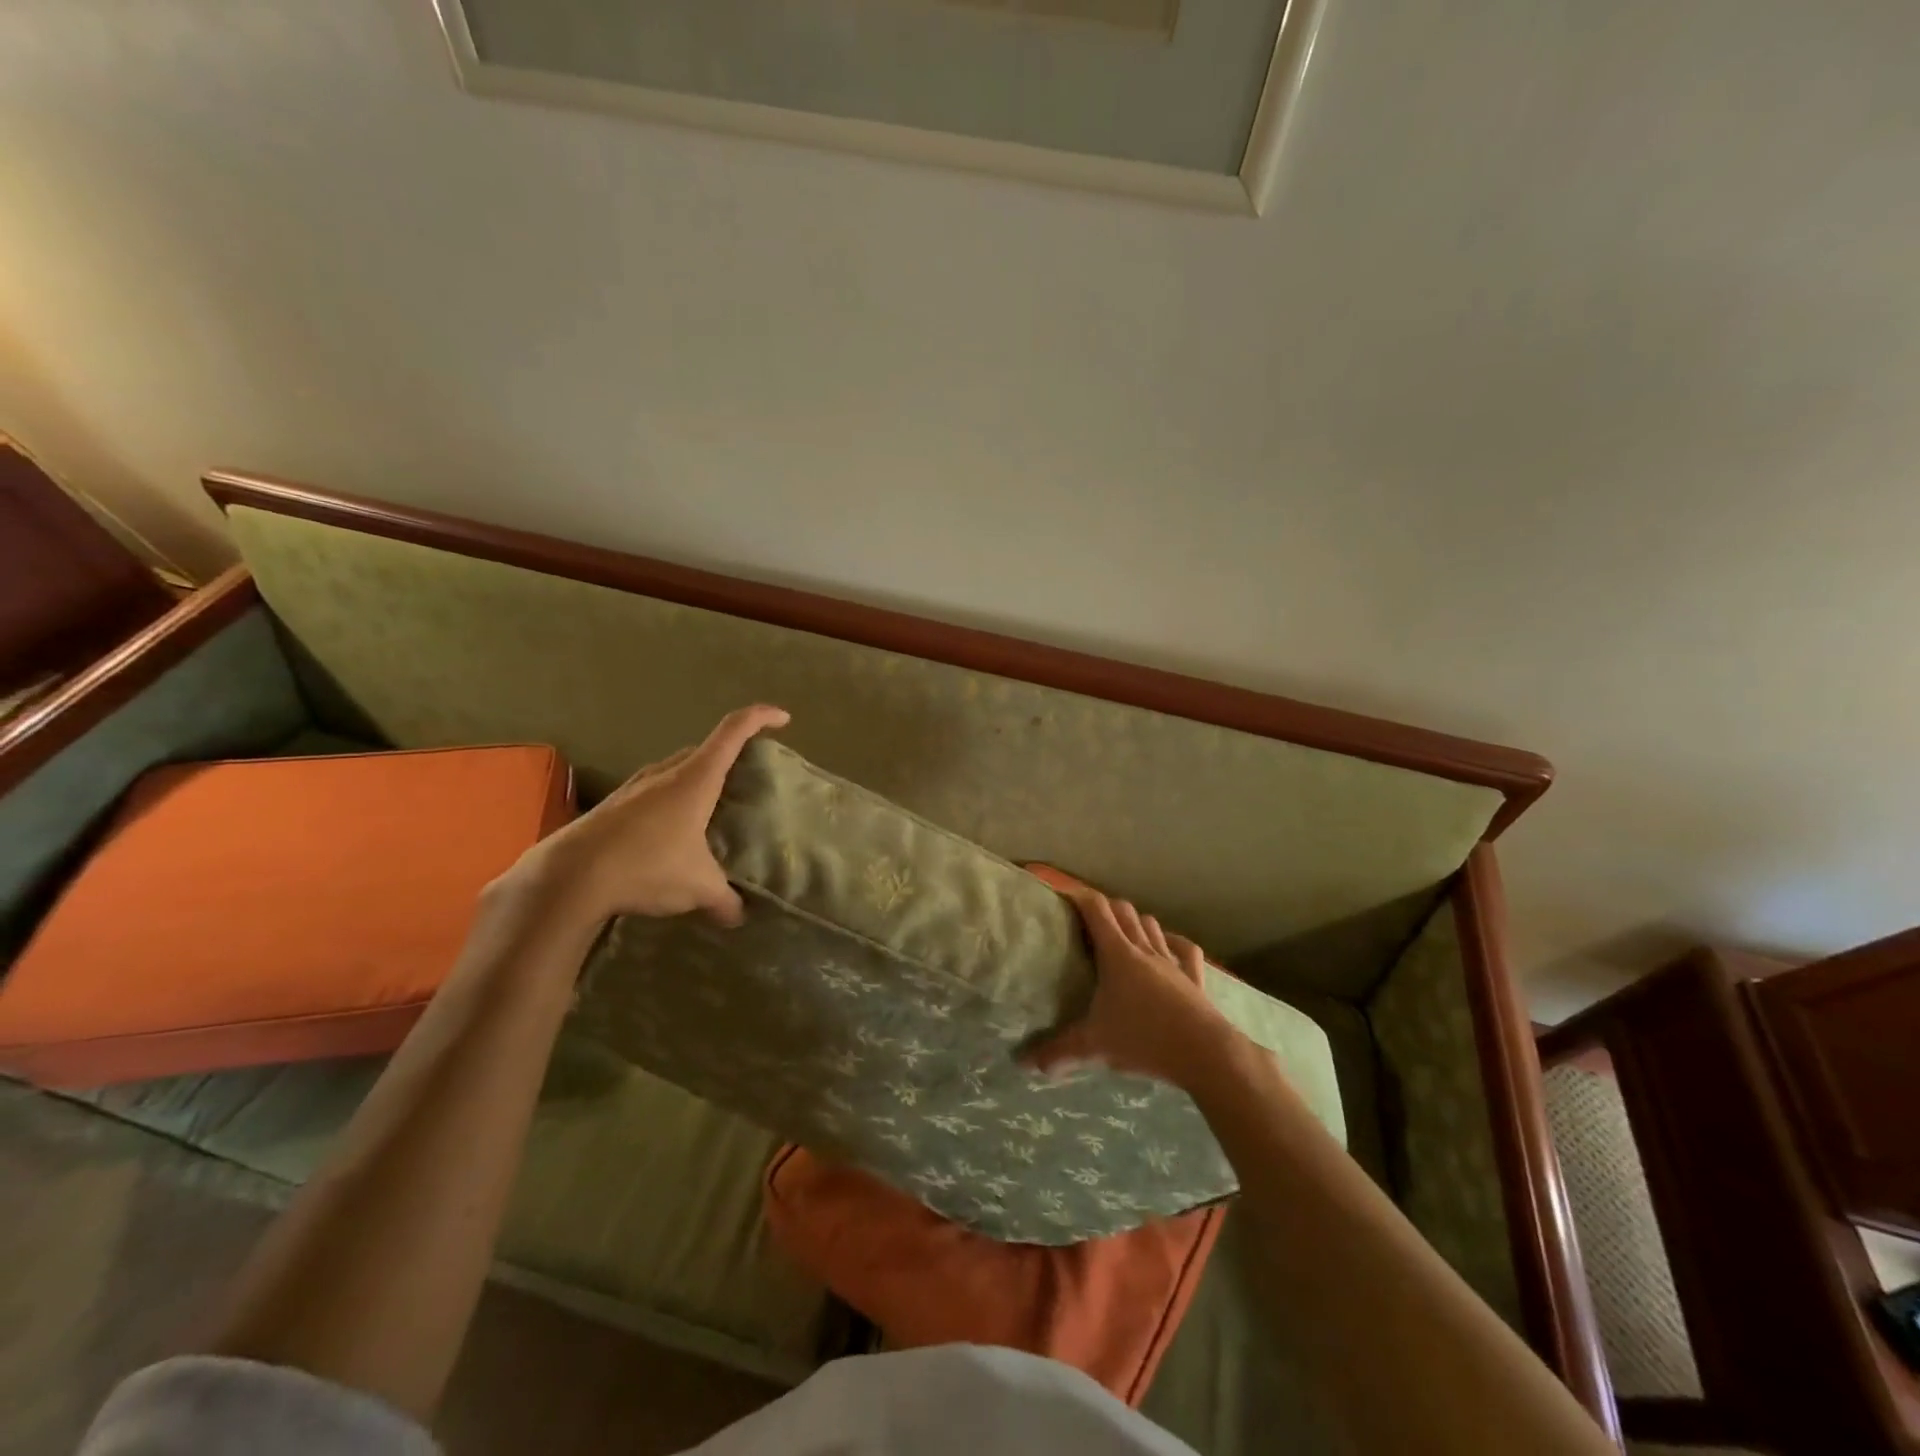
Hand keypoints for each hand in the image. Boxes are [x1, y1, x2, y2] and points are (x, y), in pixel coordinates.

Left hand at [512, 704, 789, 928]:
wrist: (568, 877)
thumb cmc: (647, 866)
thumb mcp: (697, 887)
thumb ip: (724, 899)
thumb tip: (739, 915)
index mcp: (696, 778)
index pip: (734, 731)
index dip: (760, 718)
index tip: (783, 719)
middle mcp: (666, 773)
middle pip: (704, 749)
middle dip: (729, 756)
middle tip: (746, 778)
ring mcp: (635, 787)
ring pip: (676, 770)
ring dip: (696, 780)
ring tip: (710, 809)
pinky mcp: (613, 807)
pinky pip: (653, 792)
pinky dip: (671, 801)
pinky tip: (671, 834)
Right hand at [1023, 888, 1236, 1090]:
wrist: (1205, 1052)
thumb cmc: (1145, 1039)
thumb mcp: (1094, 1047)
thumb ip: (1059, 1052)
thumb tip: (1026, 1063)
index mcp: (1117, 954)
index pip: (1096, 910)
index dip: (1078, 897)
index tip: (1062, 896)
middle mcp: (1144, 949)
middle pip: (1123, 910)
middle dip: (1104, 907)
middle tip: (1087, 920)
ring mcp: (1172, 961)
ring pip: (1152, 924)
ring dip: (1135, 921)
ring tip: (1122, 933)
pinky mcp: (1194, 977)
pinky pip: (1184, 949)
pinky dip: (1172, 942)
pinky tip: (1167, 946)